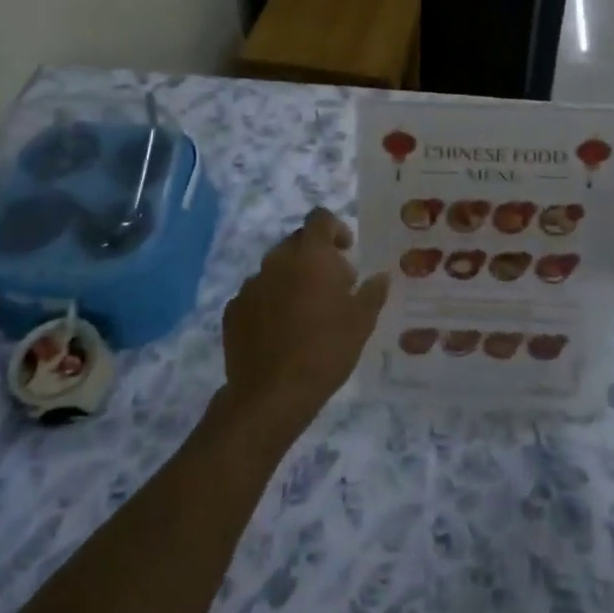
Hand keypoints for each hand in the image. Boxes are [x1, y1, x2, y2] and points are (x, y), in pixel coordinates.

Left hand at [221, 208, 388, 433]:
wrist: (272, 394)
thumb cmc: (326, 350)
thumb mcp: (362, 322)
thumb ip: (372, 292)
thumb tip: (380, 276)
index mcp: (310, 255)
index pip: (320, 218)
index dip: (335, 228)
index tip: (346, 251)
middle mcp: (277, 260)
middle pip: (297, 242)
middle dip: (315, 256)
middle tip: (332, 286)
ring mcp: (251, 284)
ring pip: (275, 269)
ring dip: (291, 280)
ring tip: (305, 313)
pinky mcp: (233, 310)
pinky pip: (256, 295)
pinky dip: (269, 303)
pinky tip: (280, 331)